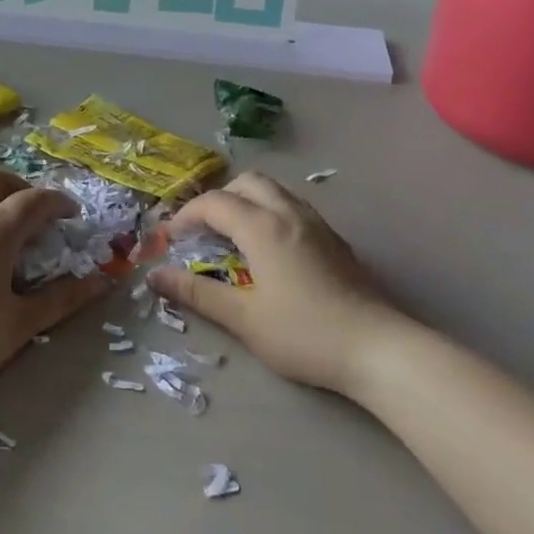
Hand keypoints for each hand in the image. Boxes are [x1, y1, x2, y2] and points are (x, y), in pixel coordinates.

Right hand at [146, 172, 408, 393]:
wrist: (378, 349)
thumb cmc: (304, 334)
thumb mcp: (243, 318)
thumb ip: (196, 293)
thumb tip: (154, 276)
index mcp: (263, 227)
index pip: (214, 203)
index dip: (186, 216)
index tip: (171, 240)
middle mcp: (290, 213)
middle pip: (247, 183)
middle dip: (218, 199)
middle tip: (203, 232)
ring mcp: (317, 224)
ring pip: (274, 192)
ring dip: (246, 203)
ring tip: (232, 239)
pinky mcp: (334, 240)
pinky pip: (293, 208)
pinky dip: (269, 214)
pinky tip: (269, 253)